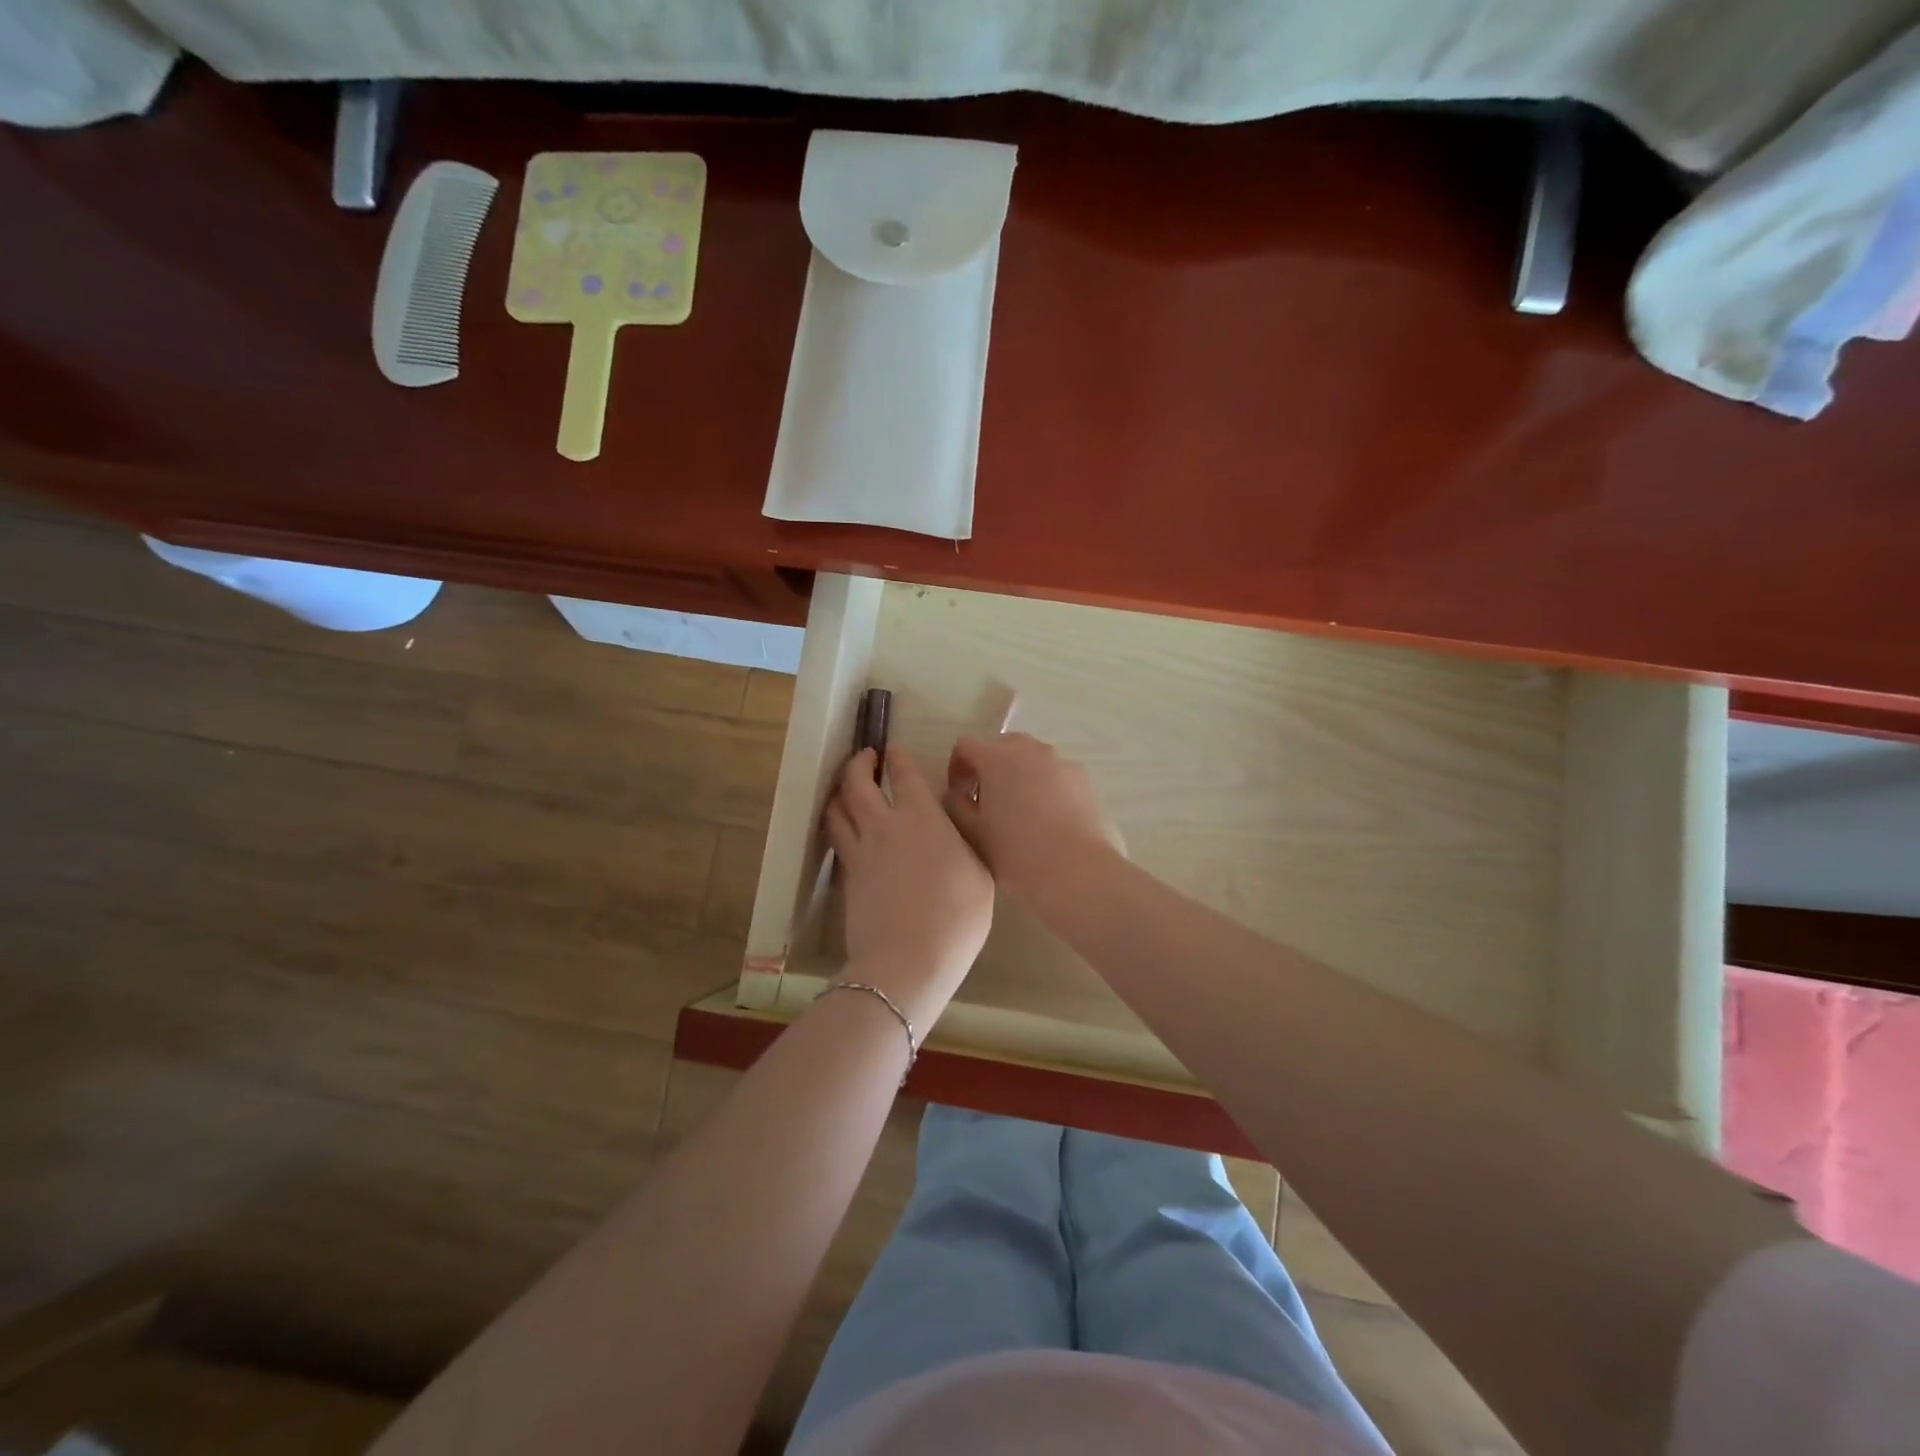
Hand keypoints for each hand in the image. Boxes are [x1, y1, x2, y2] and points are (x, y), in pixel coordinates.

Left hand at [823, 747, 992, 1027]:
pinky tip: (845, 831)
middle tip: (865, 758)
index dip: (898, 758)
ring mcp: (861, 852)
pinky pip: (837, 841)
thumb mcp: (980, 875)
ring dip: (840, 792)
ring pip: (837, 810)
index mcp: (923, 817)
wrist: (909, 960)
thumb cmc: (957, 916)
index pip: (904, 774)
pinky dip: (838, 826)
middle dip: (859, 764)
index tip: (893, 751)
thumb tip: (952, 831)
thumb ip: (964, 844)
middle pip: (858, 783)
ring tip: (846, 789)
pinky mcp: (847, 878)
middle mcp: (885, 825)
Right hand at [943, 733, 1123, 899]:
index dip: (956, 769)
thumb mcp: (972, 833)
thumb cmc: (1016, 853)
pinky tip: (1048, 819)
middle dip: (989, 768)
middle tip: (987, 802)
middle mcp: (1030, 749)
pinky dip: (1045, 786)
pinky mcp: (1085, 779)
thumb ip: (956, 805)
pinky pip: (1055, 774)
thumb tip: (957, 794)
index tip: (960, 797)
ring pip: (1031, 759)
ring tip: (1020, 813)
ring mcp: (1061, 761)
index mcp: (997, 758)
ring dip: (1019, 776)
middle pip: (1000, 746)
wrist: (1078, 871)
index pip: (965, 746)